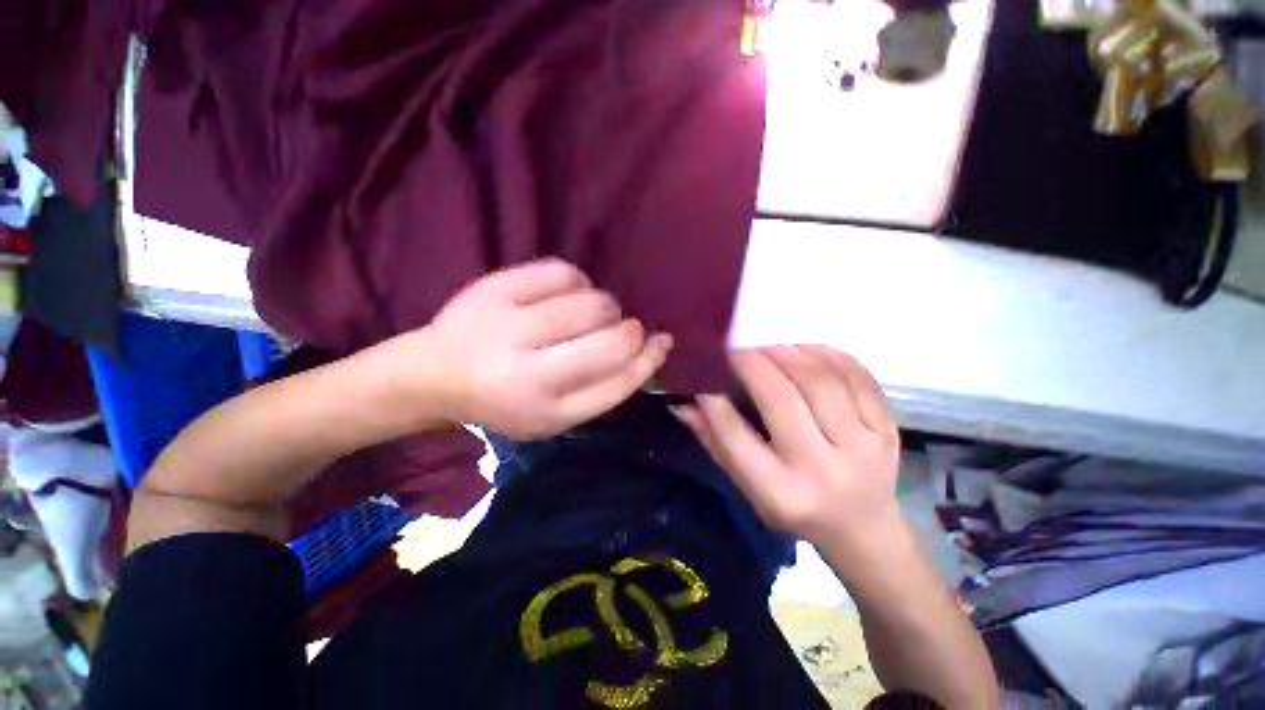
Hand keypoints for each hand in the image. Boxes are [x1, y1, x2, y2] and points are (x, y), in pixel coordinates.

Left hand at [403, 259, 672, 438]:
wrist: (435, 374)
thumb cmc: (506, 400)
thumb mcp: (556, 414)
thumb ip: (603, 387)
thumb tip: (650, 347)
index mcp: (546, 413)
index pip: (618, 383)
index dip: (648, 359)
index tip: (661, 342)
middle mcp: (527, 374)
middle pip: (610, 341)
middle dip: (630, 331)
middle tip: (624, 328)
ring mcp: (508, 326)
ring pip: (591, 303)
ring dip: (606, 306)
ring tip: (592, 314)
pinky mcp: (495, 288)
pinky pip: (563, 272)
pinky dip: (579, 281)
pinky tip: (568, 294)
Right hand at [675, 346, 899, 544]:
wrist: (864, 529)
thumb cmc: (795, 508)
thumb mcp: (747, 487)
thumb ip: (715, 442)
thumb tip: (683, 403)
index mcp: (781, 492)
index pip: (735, 436)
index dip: (714, 400)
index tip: (704, 373)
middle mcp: (822, 470)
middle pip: (782, 399)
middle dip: (753, 364)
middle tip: (737, 350)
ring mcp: (864, 447)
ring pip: (821, 380)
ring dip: (788, 354)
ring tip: (768, 348)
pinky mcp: (887, 429)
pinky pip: (858, 377)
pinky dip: (827, 355)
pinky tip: (806, 351)